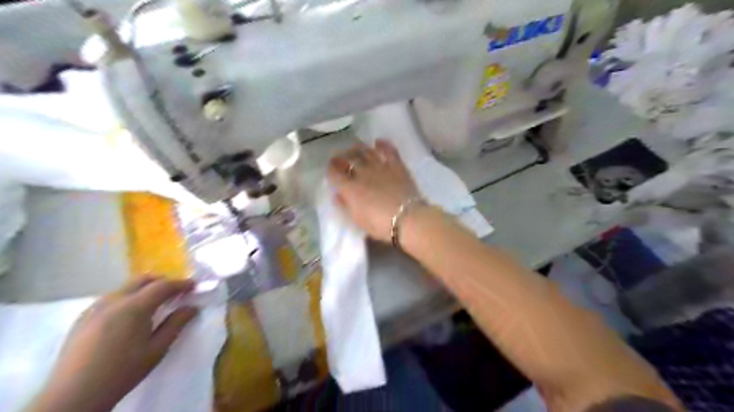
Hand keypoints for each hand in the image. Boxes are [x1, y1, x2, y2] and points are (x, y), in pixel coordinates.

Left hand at [28, 276, 197, 411]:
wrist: (73, 396)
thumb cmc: (122, 372)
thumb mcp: (157, 349)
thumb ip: (176, 324)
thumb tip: (192, 307)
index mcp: (134, 308)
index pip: (163, 286)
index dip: (181, 284)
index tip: (194, 286)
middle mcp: (113, 301)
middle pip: (142, 279)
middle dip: (162, 282)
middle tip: (176, 293)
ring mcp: (95, 308)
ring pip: (125, 287)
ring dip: (144, 289)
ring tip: (154, 304)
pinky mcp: (82, 318)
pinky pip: (111, 298)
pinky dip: (127, 298)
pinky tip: (129, 316)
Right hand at [331, 140, 421, 241]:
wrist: (407, 218)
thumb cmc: (380, 224)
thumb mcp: (358, 220)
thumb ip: (345, 205)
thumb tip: (337, 194)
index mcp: (350, 187)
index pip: (335, 172)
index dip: (330, 169)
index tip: (330, 169)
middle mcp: (362, 173)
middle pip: (348, 158)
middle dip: (341, 156)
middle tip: (340, 157)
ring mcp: (380, 166)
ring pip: (366, 151)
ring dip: (358, 148)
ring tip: (355, 148)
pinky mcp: (396, 165)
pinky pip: (388, 150)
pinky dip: (382, 144)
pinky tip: (378, 142)